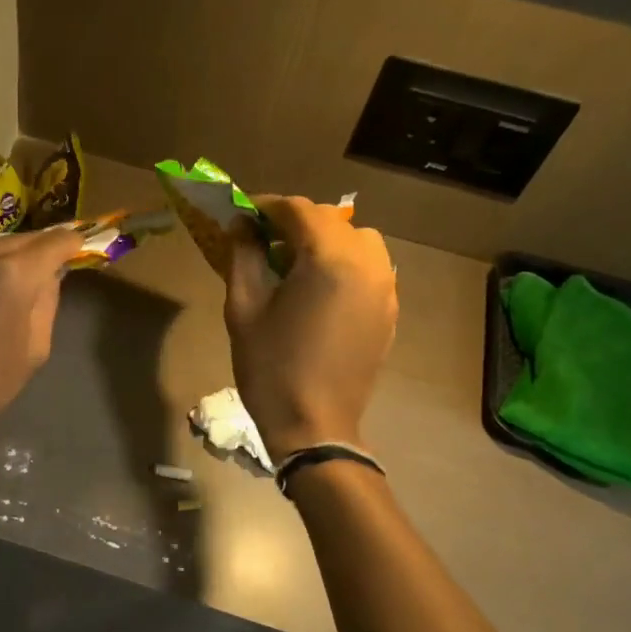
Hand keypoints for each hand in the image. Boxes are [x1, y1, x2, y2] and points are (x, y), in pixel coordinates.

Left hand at [0, 228, 87, 446]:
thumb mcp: (34, 350)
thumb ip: (47, 303)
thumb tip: (48, 277)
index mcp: (11, 274)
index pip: (54, 241)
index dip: (71, 244)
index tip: (77, 249)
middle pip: (19, 239)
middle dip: (36, 252)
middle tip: (44, 271)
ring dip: (2, 260)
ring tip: (4, 286)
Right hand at [223, 196, 397, 458]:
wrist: (314, 425)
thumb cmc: (271, 367)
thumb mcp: (244, 309)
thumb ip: (243, 256)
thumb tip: (242, 226)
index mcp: (329, 258)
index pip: (298, 210)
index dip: (266, 206)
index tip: (242, 214)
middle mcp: (367, 263)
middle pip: (330, 221)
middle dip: (295, 223)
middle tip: (263, 241)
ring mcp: (385, 287)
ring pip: (357, 241)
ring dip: (325, 242)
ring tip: (295, 265)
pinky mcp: (389, 311)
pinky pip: (370, 269)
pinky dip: (344, 265)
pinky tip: (319, 290)